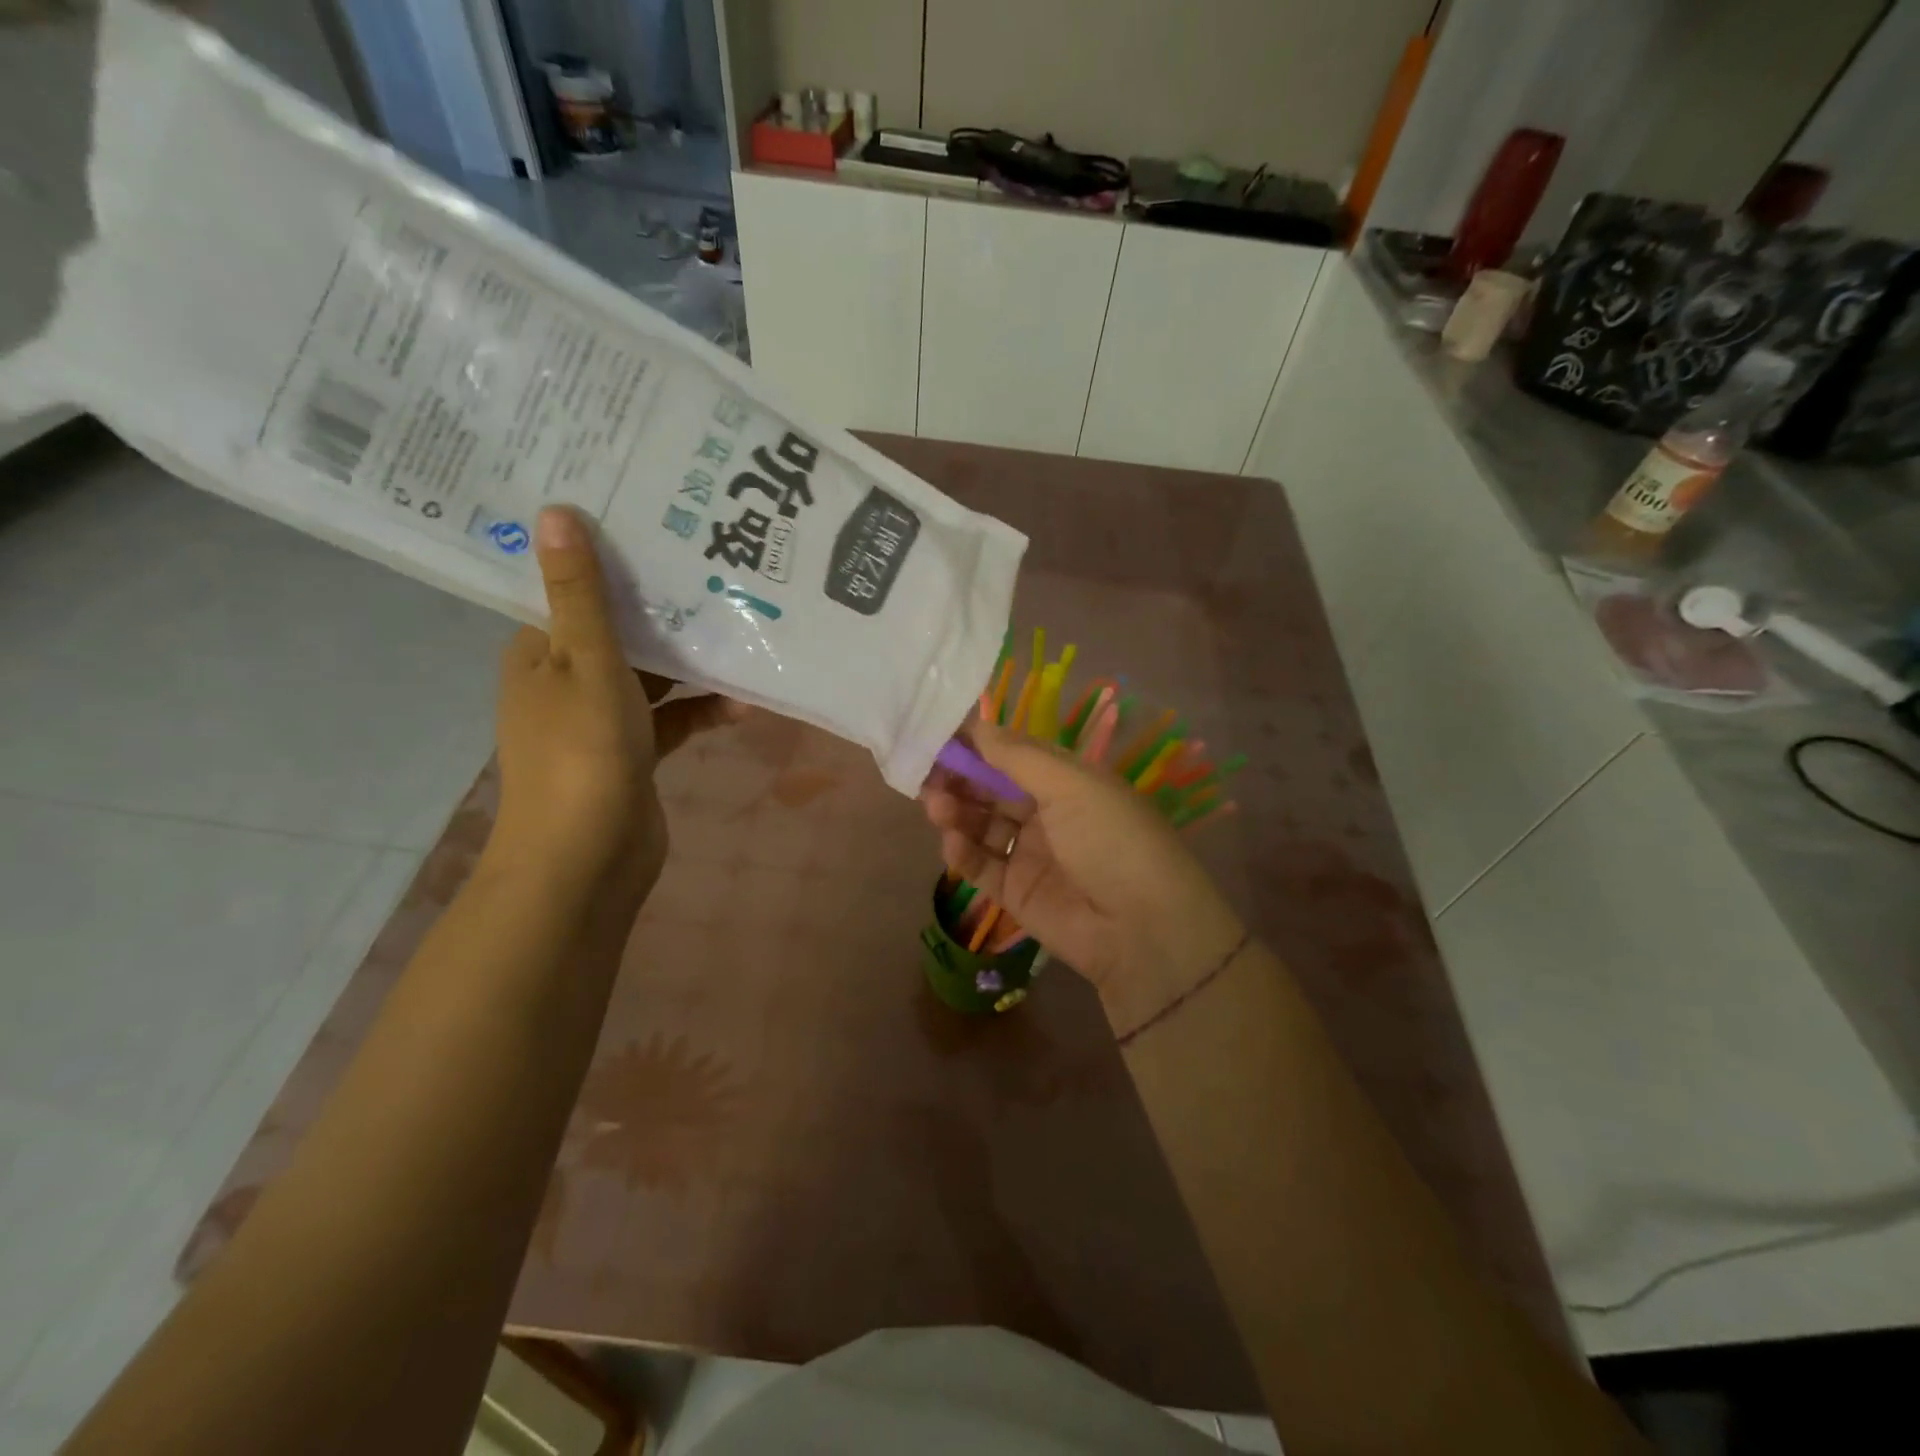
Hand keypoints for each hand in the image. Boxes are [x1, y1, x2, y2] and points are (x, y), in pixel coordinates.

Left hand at [490, 507, 740, 899]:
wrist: (587, 858)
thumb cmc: (582, 750)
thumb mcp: (587, 660)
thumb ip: (581, 592)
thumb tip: (553, 511)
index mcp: (539, 653)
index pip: (570, 592)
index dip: (609, 560)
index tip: (656, 526)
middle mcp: (565, 681)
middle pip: (618, 631)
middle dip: (662, 609)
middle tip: (715, 569)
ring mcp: (601, 721)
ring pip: (651, 676)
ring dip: (691, 662)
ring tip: (741, 630)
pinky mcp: (634, 754)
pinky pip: (671, 718)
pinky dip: (701, 709)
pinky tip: (744, 702)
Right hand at [922, 719, 1245, 1030]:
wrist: (1144, 930)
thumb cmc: (1112, 840)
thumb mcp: (1072, 785)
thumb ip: (1018, 756)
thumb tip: (977, 725)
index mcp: (1067, 780)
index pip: (1013, 754)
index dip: (977, 746)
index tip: (940, 739)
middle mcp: (1047, 813)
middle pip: (991, 789)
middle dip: (960, 779)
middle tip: (928, 776)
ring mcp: (1030, 854)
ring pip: (981, 825)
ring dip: (956, 812)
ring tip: (937, 808)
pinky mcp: (1016, 893)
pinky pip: (981, 866)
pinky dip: (962, 853)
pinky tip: (952, 844)